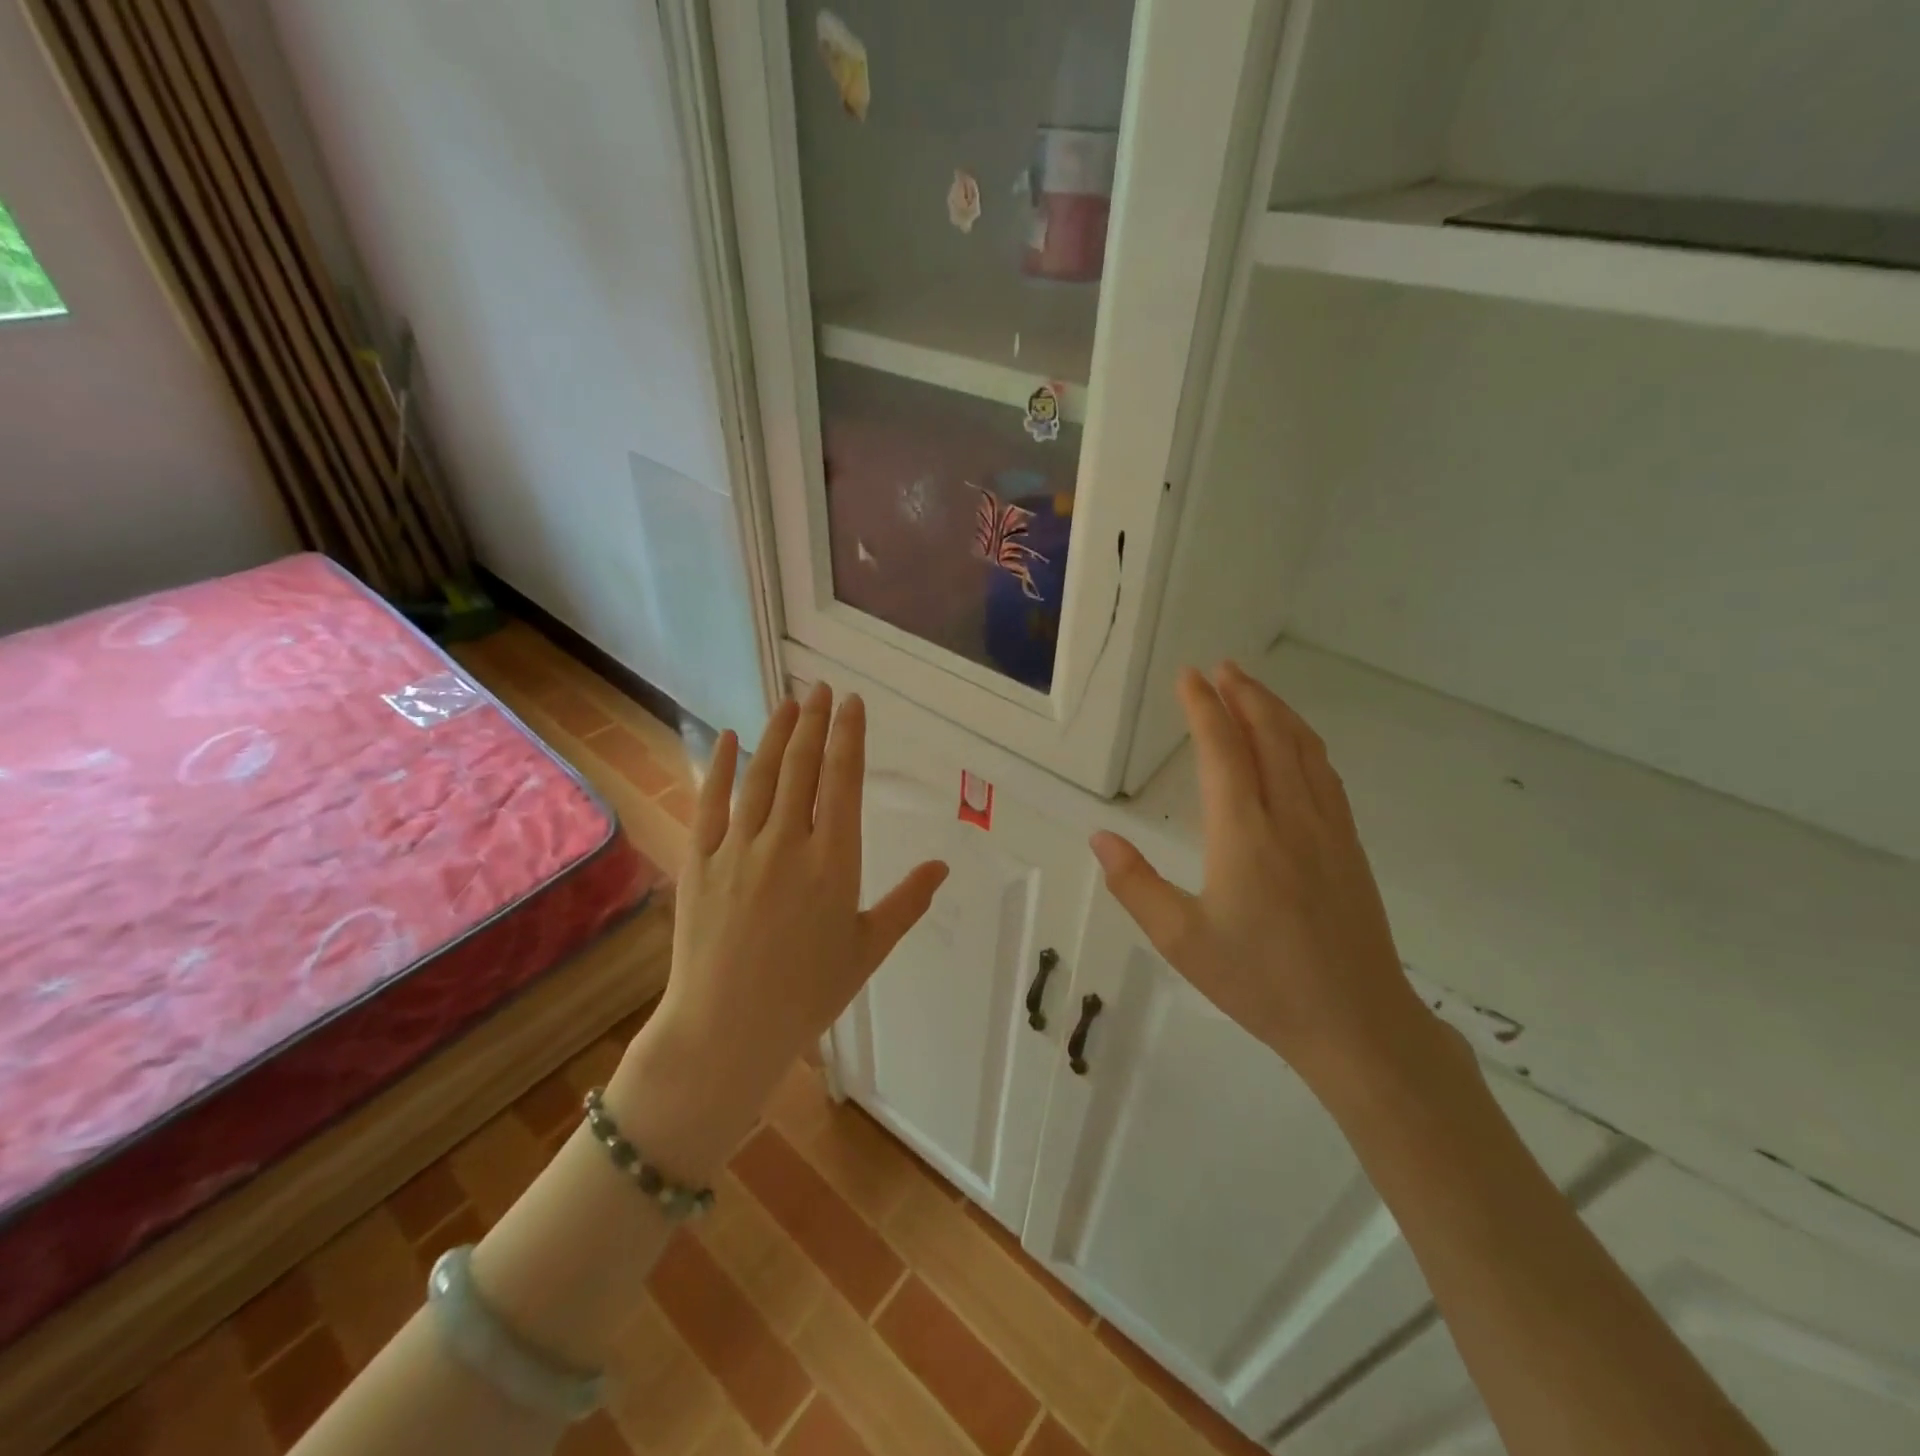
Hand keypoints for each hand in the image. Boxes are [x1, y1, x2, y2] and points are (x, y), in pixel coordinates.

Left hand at [608, 684, 948, 1176]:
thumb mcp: (867, 949)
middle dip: (815, 722)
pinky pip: (711, 802)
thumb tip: (941, 866)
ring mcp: (739, 848)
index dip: (849, 736)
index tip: (852, 703)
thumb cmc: (807, 994)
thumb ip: (906, 902)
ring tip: (789, 702)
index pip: (843, 781)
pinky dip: (722, 766)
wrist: (726, 1030)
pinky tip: (731, 737)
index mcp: (834, 862)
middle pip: (803, 767)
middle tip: (822, 690)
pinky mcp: (701, 861)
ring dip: (777, 734)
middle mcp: (787, 843)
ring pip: (762, 776)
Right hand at [1090, 664, 1432, 1095]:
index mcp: (1244, 835)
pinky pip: (1325, 774)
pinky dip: (1305, 742)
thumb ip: (1135, 884)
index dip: (1203, 708)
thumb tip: (1100, 836)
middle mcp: (1290, 818)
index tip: (1188, 676)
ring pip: (1303, 749)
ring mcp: (1328, 829)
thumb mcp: (1181, 942)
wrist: (1356, 1022)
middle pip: (1269, 735)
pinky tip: (1296, 743)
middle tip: (1221, 667)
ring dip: (1277, 710)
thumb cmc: (1259, 982)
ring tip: (1253, 688)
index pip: (1222, 751)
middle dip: (1244, 694)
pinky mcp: (1349, 845)